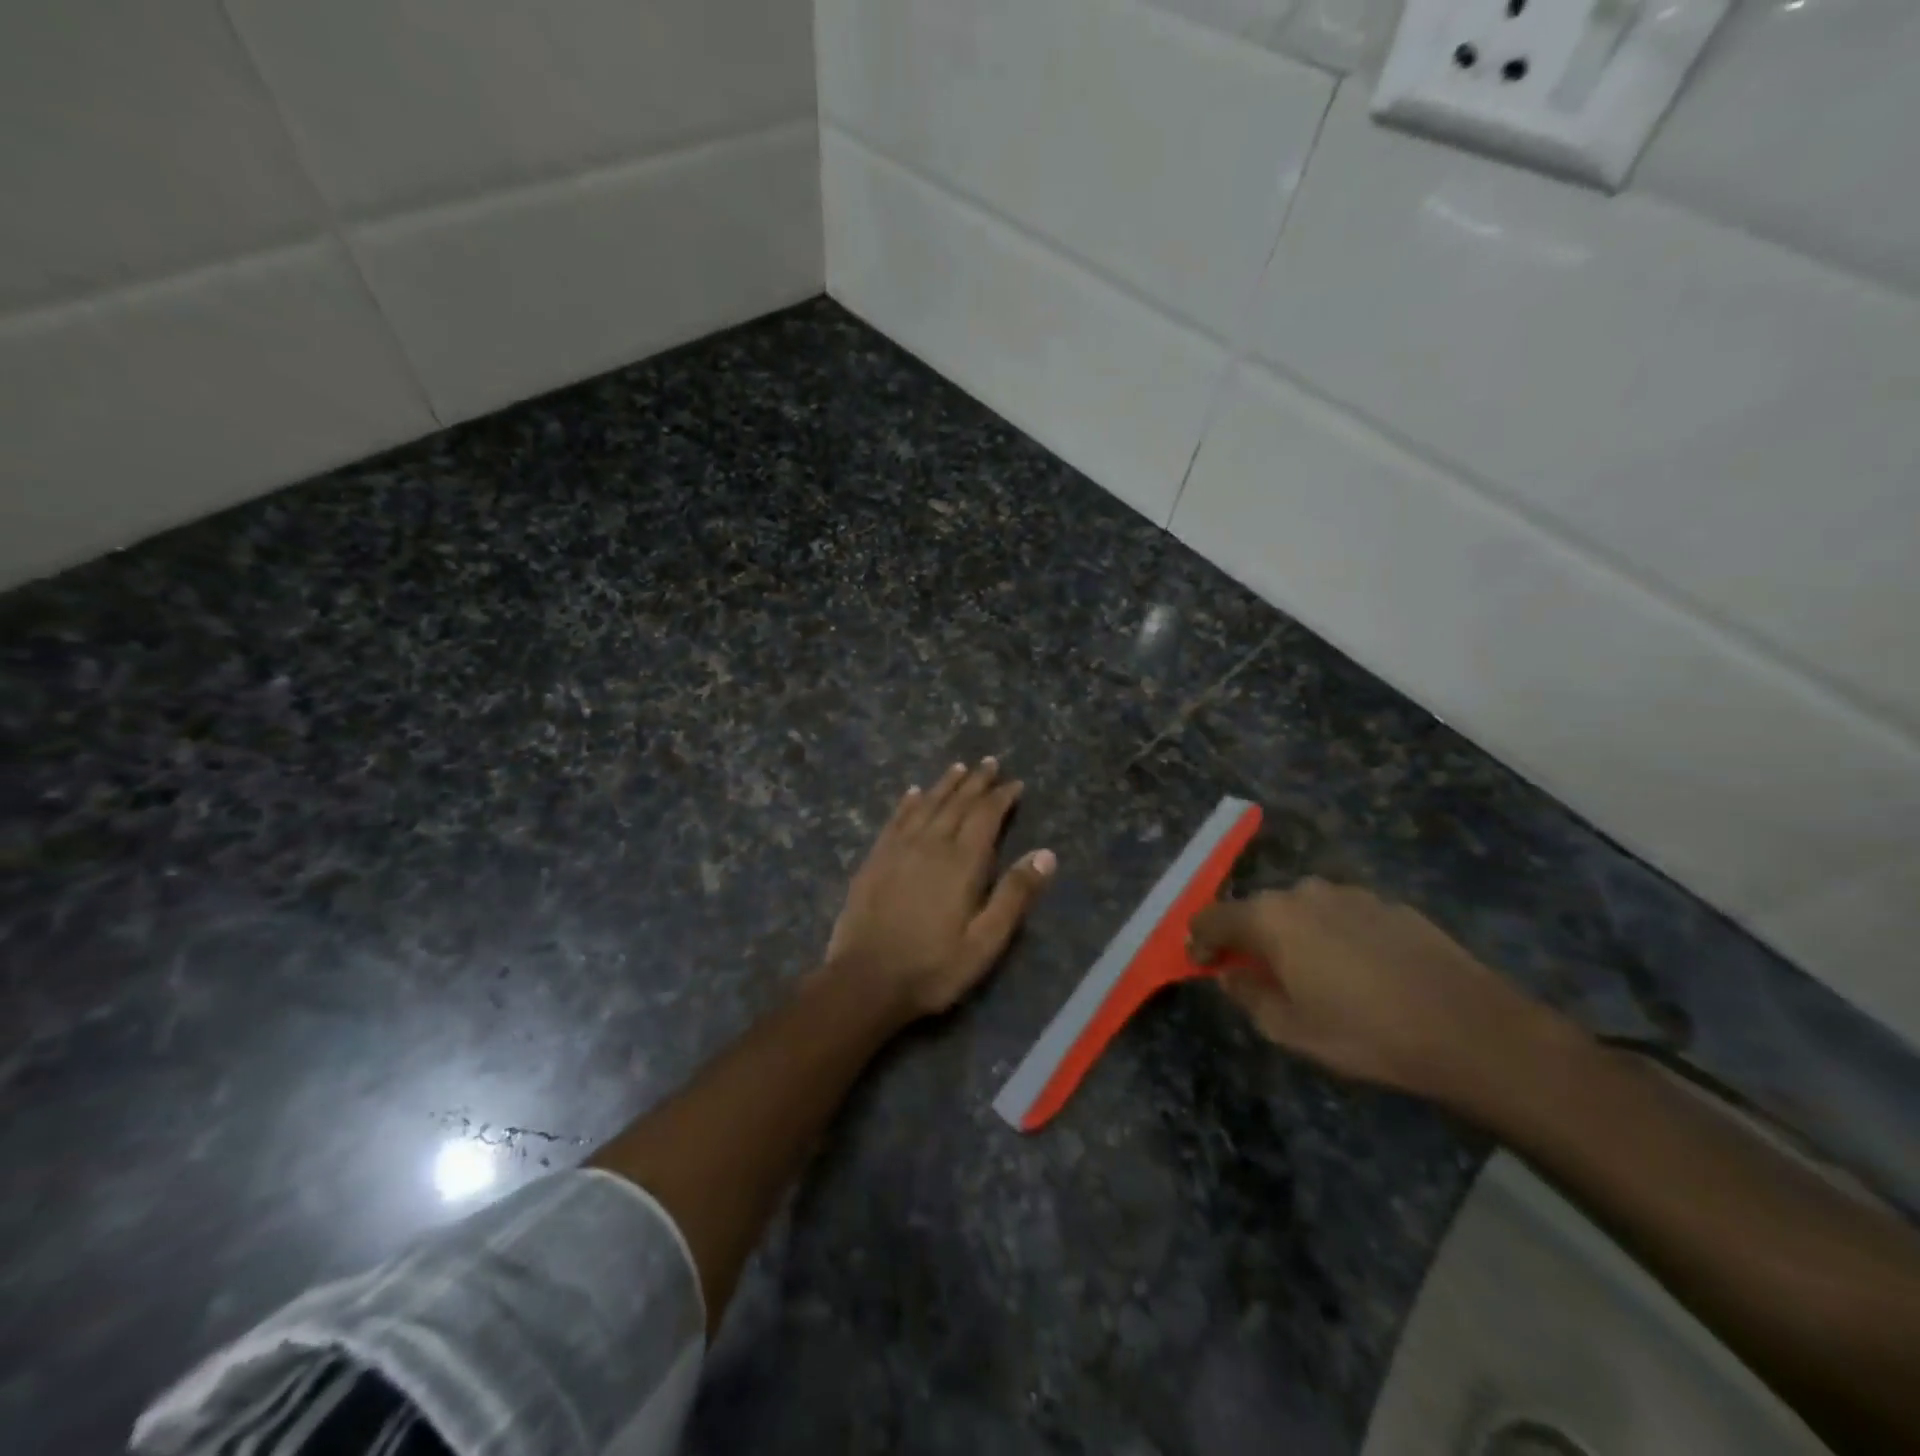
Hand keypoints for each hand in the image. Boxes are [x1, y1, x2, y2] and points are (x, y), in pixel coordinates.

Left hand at [826, 759, 1056, 1019]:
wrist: (864, 980)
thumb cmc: (932, 967)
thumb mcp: (985, 942)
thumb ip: (1015, 895)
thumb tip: (1046, 854)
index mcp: (962, 862)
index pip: (986, 816)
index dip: (1002, 797)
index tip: (1015, 783)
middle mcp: (931, 844)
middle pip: (957, 803)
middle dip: (976, 781)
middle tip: (989, 762)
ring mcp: (898, 849)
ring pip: (926, 804)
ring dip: (945, 784)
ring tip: (958, 767)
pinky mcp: (874, 859)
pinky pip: (895, 819)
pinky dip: (908, 802)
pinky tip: (913, 792)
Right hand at [1190, 879, 1556, 1103]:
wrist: (1469, 1029)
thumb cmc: (1365, 1034)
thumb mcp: (1289, 1030)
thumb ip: (1246, 995)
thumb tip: (1229, 974)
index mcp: (1269, 918)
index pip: (1212, 918)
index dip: (1199, 941)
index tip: (1201, 964)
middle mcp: (1302, 892)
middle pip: (1257, 909)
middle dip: (1249, 938)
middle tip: (1257, 973)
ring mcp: (1349, 893)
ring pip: (1302, 909)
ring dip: (1294, 934)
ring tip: (1314, 973)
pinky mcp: (1388, 903)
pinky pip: (1342, 914)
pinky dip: (1334, 934)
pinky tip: (1359, 970)